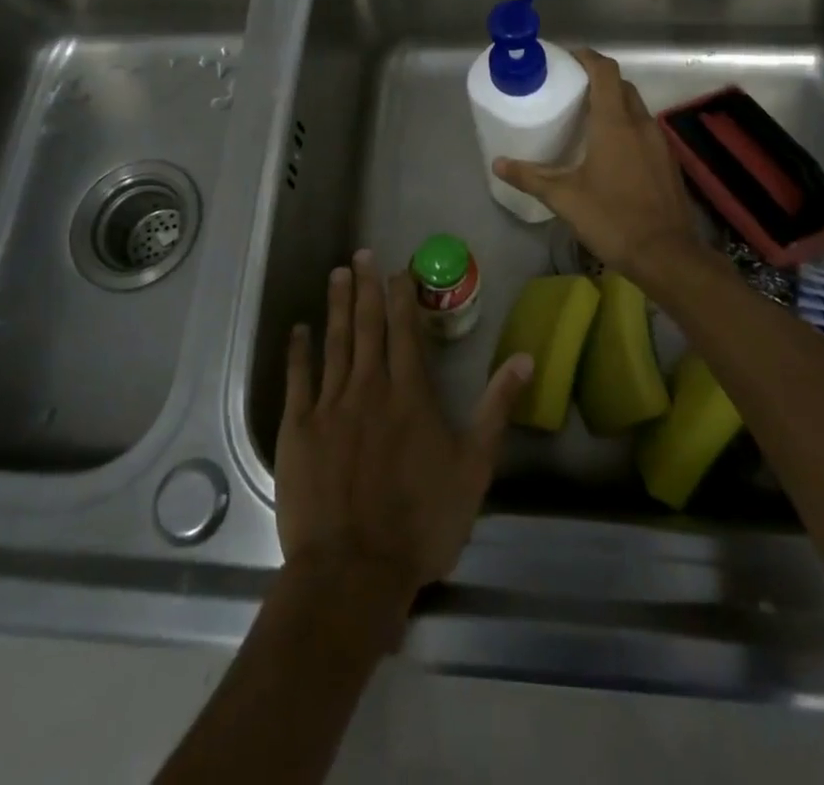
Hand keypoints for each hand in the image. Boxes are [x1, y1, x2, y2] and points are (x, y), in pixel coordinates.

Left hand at [276, 251, 533, 617]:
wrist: (354, 570)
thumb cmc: (421, 521)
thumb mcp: (474, 467)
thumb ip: (496, 408)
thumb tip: (525, 357)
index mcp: (409, 393)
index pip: (406, 331)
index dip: (402, 296)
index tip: (398, 269)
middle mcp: (369, 386)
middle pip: (368, 326)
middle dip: (367, 287)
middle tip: (361, 254)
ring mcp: (330, 405)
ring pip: (335, 342)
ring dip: (337, 306)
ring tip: (337, 274)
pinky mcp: (299, 428)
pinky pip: (299, 378)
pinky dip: (299, 351)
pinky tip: (299, 329)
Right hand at [493, 48, 704, 276]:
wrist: (667, 255)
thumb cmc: (612, 219)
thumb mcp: (565, 199)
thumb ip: (531, 177)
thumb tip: (498, 164)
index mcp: (615, 124)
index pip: (605, 72)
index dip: (587, 58)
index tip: (566, 58)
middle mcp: (641, 124)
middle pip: (621, 86)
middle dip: (598, 80)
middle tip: (570, 89)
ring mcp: (659, 143)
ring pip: (635, 108)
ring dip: (613, 103)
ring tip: (586, 117)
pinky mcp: (667, 161)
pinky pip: (644, 129)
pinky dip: (626, 126)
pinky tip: (610, 149)